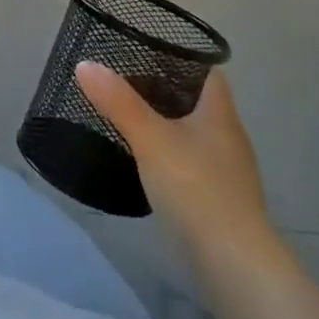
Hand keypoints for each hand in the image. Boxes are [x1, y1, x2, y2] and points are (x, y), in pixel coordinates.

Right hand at [76, 60, 281, 265]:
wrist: (233, 265)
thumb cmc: (195, 188)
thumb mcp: (149, 138)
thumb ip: (118, 101)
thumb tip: (85, 64)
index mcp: (220, 114)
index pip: (207, 72)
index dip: (180, 58)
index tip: (146, 52)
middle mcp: (229, 137)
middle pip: (198, 102)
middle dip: (165, 91)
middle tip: (125, 83)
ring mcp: (228, 172)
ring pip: (194, 134)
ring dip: (167, 125)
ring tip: (129, 119)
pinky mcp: (220, 201)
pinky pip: (193, 164)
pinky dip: (171, 156)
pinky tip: (147, 163)